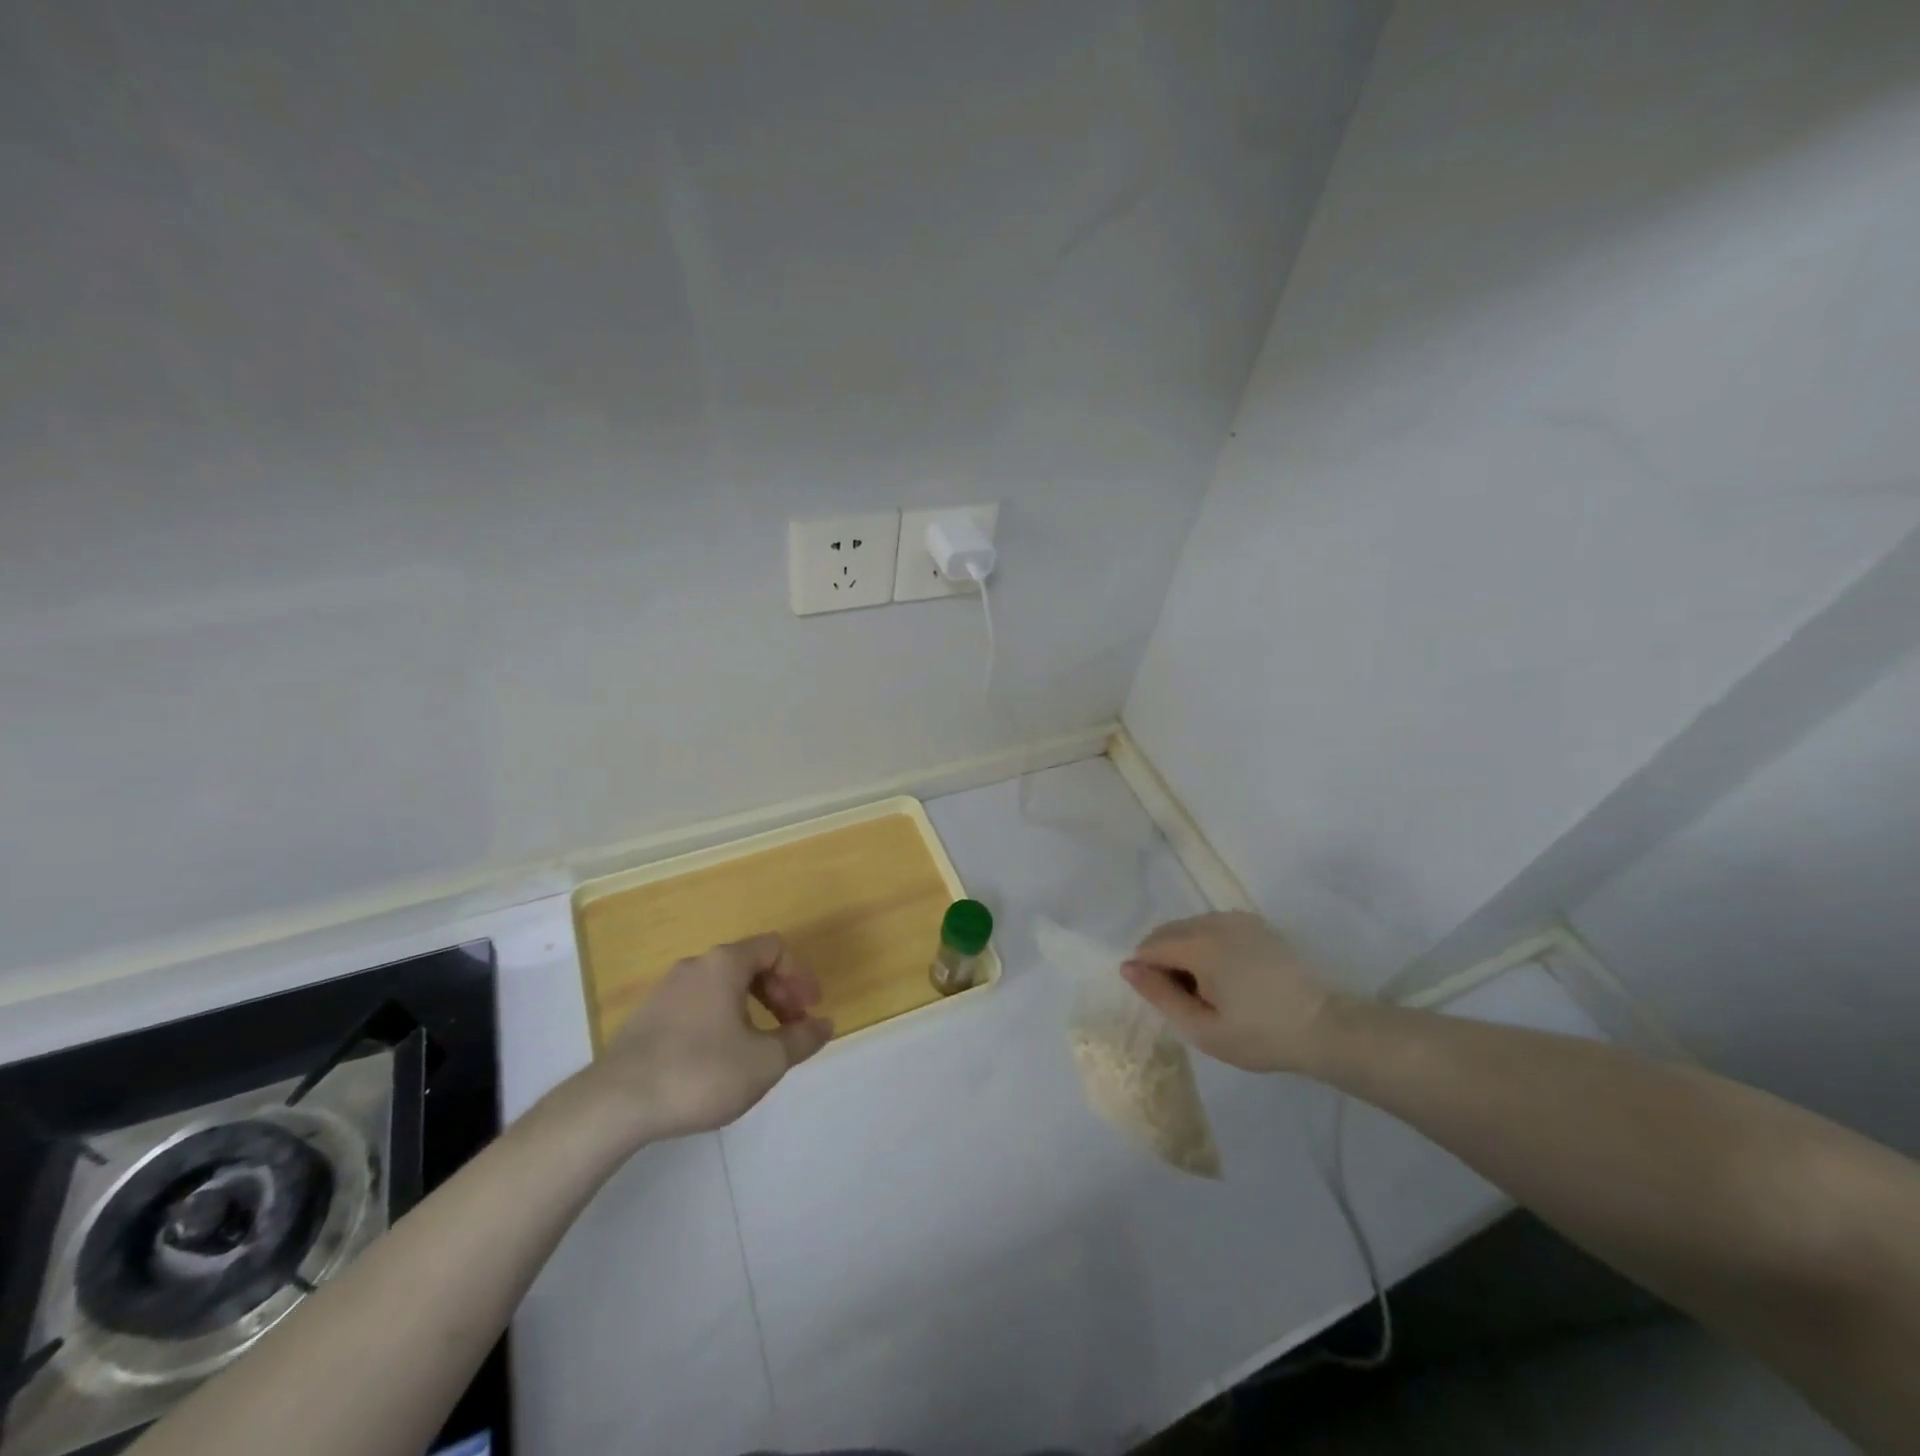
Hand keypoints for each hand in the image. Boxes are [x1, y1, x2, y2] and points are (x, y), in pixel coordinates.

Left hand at [574, 934, 833, 1146]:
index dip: (800, 975)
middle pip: (749, 965)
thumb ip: (801, 1040)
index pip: (774, 948)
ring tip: (760, 1046)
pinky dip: (723, 1020)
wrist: (615, 1104)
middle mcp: (695, 966)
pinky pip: (698, 1005)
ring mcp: (666, 990)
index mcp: (724, 964)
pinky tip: (721, 1058)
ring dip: (751, 1008)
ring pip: (722, 987)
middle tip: (792, 1027)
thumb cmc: (700, 1072)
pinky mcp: (647, 1018)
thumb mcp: (765, 1061)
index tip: (810, 1010)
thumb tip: (825, 1025)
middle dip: (779, 993)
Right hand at [1122, 912, 1343, 1073]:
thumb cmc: (1260, 1035)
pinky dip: (1207, 946)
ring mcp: (1237, 919)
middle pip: (1167, 932)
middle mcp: (1214, 921)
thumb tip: (1128, 967)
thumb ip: (1160, 996)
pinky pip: (1213, 927)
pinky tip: (1229, 977)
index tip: (1171, 1003)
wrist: (1324, 1027)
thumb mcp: (1202, 1028)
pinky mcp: (1255, 924)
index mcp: (1199, 944)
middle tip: (1189, 1000)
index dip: (1149, 975)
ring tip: (1211, 991)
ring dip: (1186, 952)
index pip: (1150, 947)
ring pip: (1189, 928)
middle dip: (1165, 961)